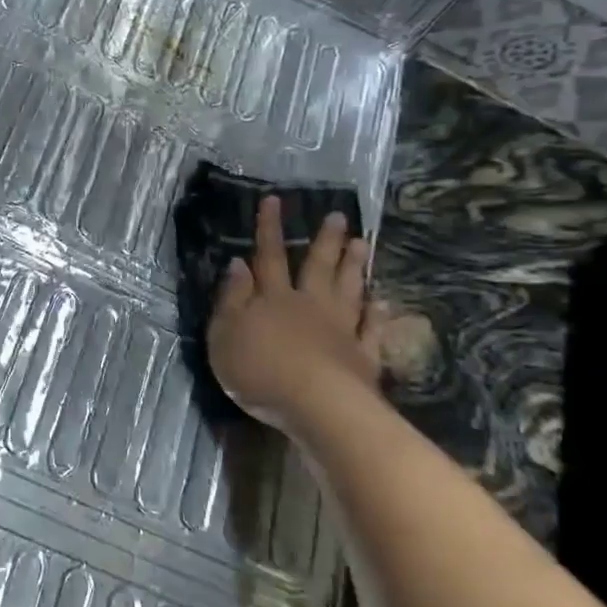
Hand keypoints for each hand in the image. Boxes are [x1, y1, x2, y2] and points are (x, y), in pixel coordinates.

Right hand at [208, 196, 387, 434]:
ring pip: (348, 290)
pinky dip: (376, 315)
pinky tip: (382, 302)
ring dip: (354, 266)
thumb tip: (238, 264)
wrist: (316, 405)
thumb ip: (231, 299)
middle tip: (339, 216)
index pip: (268, 256)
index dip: (269, 228)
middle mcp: (308, 306)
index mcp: (273, 299)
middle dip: (325, 240)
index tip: (275, 200)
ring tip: (363, 243)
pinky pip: (370, 330)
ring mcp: (339, 330)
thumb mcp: (225, 335)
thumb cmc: (260, 370)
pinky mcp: (362, 357)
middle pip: (317, 267)